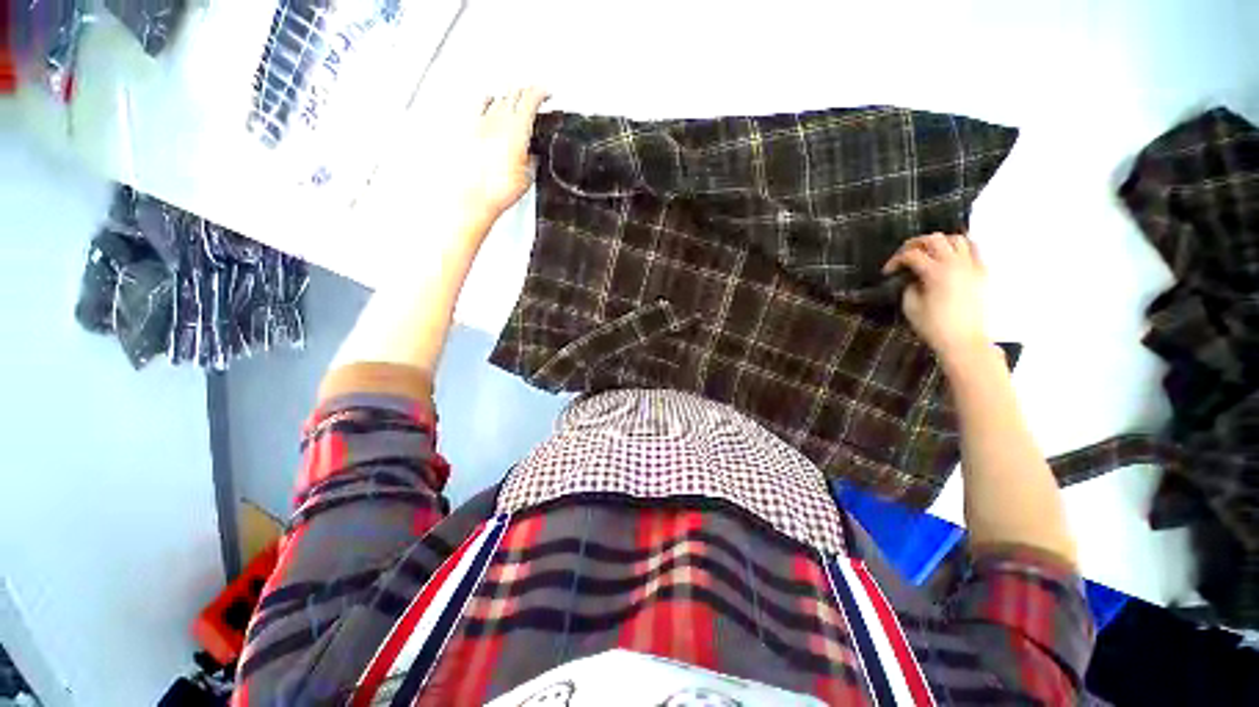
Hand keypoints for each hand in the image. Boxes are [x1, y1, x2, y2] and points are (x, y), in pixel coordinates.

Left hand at [464, 86, 549, 219]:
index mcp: (517, 129)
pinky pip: (479, 106)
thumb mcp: (528, 177)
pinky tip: (489, 104)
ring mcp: (481, 122)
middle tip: (533, 95)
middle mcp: (498, 120)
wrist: (475, 198)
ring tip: (513, 99)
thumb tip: (532, 154)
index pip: (531, 99)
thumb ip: (532, 158)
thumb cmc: (498, 190)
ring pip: (497, 97)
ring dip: (508, 96)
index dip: (541, 92)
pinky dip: (488, 102)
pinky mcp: (468, 129)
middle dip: (526, 92)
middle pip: (513, 93)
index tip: (546, 93)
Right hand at [882, 232, 990, 364]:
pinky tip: (950, 259)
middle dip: (914, 244)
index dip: (895, 260)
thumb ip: (909, 286)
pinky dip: (960, 249)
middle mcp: (956, 264)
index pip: (911, 255)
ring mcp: (973, 266)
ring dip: (939, 243)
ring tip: (929, 254)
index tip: (887, 272)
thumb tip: (912, 277)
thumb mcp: (911, 307)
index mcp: (935, 273)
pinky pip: (973, 250)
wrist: (965, 341)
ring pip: (957, 239)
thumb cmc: (934, 326)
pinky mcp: (983, 272)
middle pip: (934, 239)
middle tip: (905, 256)